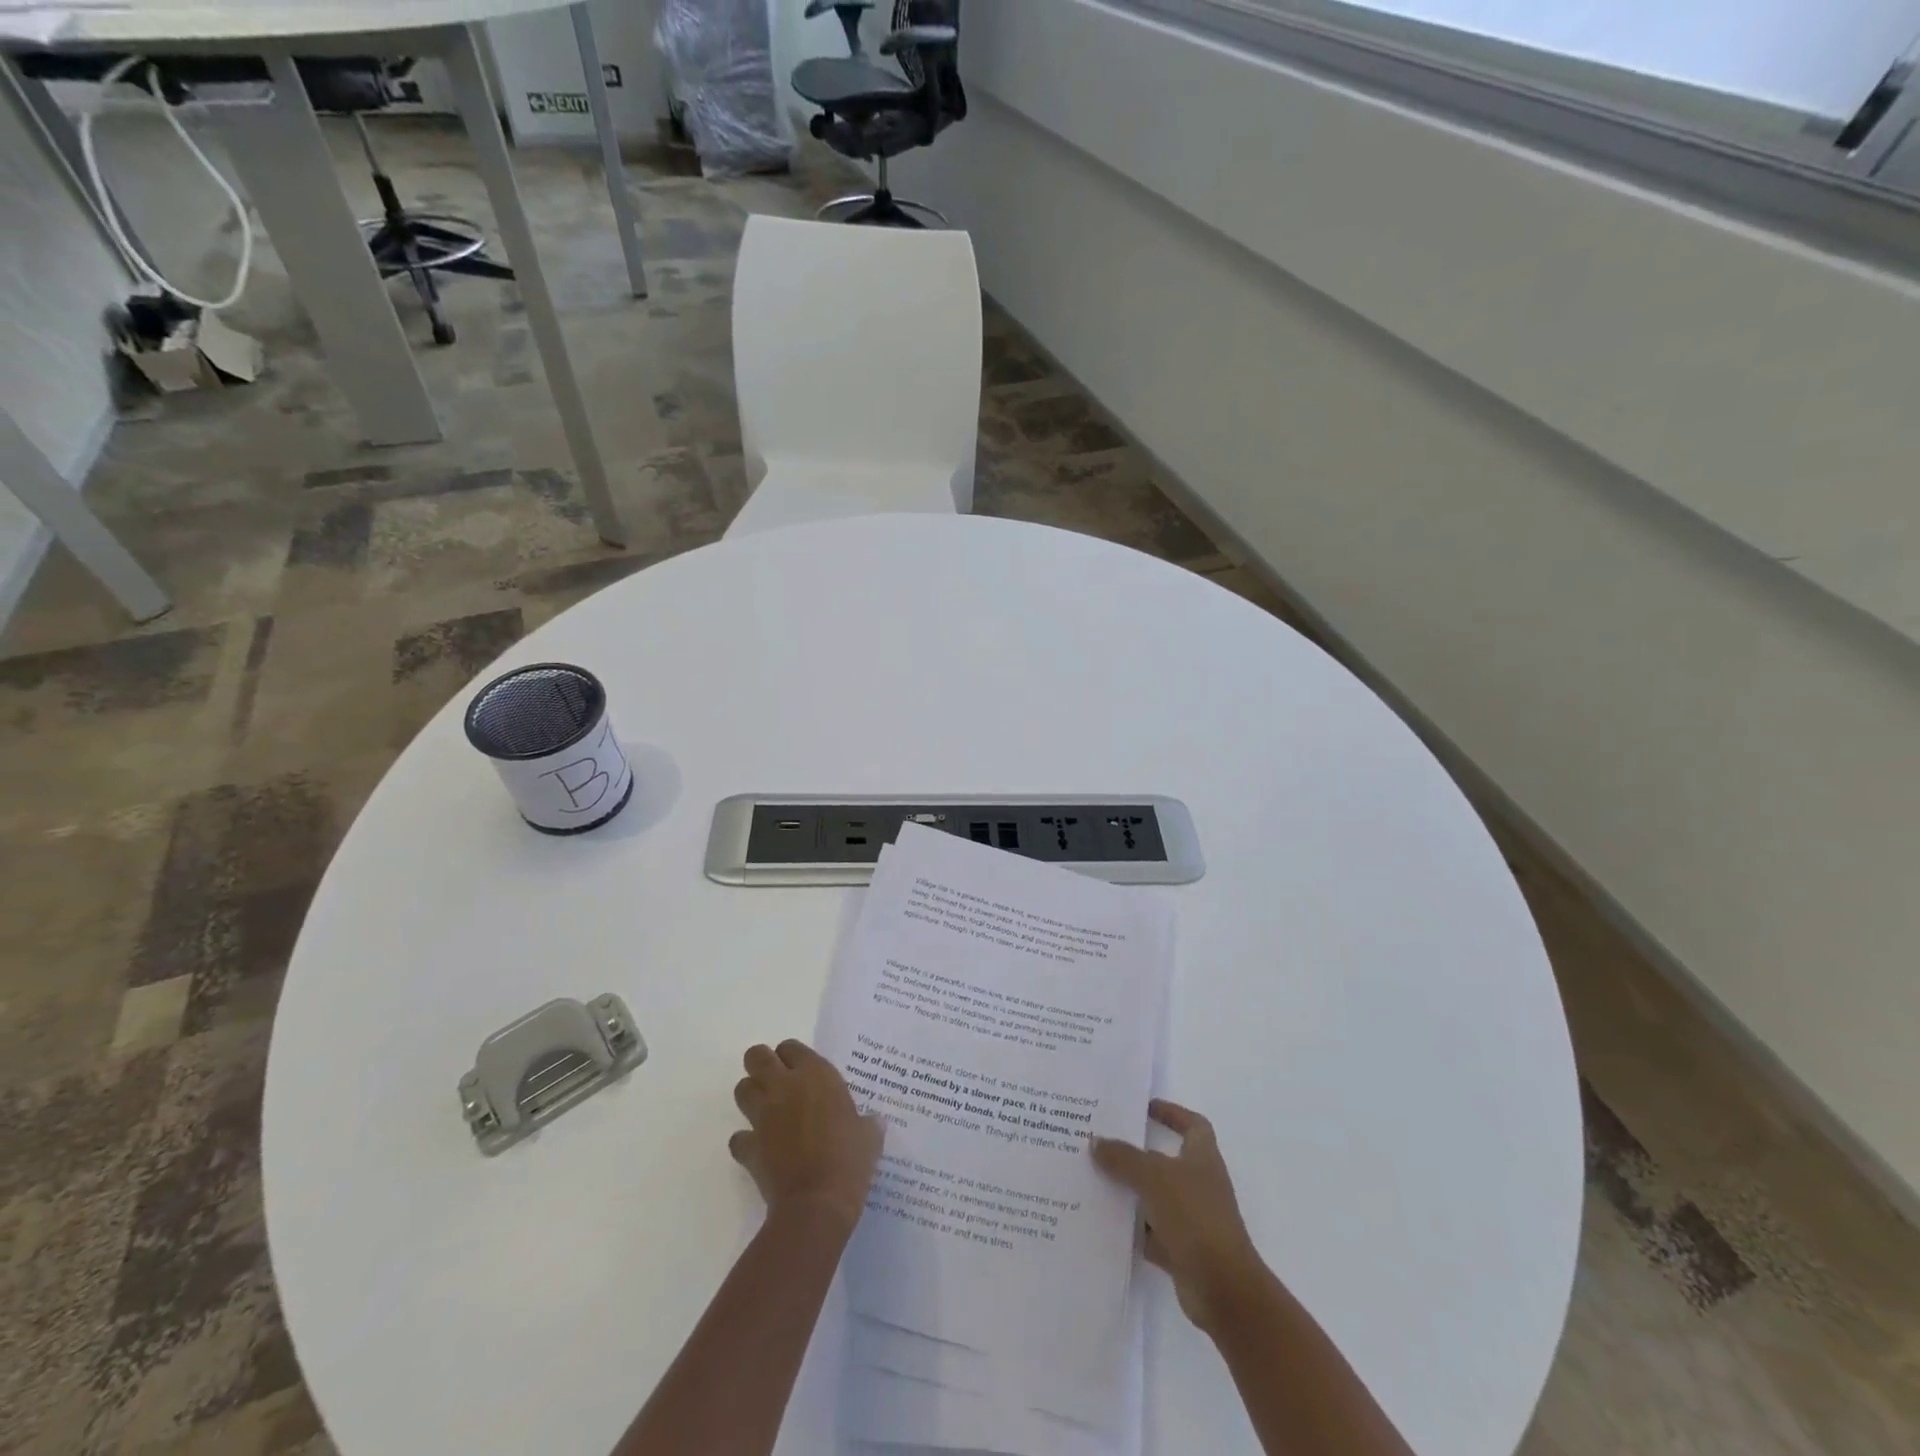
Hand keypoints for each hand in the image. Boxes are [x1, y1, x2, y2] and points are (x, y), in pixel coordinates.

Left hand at [730, 1040, 883, 1232]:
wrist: (818, 1203)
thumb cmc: (849, 1160)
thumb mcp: (869, 1136)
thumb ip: (868, 1122)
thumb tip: (874, 1121)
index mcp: (815, 1075)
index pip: (791, 1047)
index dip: (792, 1057)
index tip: (801, 1071)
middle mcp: (784, 1087)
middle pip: (756, 1057)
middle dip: (761, 1065)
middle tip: (777, 1082)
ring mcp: (762, 1116)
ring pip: (742, 1089)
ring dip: (751, 1096)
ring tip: (767, 1111)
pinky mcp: (748, 1147)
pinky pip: (738, 1137)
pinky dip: (745, 1141)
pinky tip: (760, 1149)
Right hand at [1091, 1100, 1264, 1334]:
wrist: (1223, 1288)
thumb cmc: (1194, 1217)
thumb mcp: (1154, 1177)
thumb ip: (1123, 1157)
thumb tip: (1096, 1141)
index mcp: (1203, 1159)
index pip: (1193, 1125)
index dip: (1173, 1113)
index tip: (1145, 1109)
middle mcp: (1199, 1185)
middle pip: (1166, 1161)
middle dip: (1136, 1154)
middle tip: (1103, 1144)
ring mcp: (1192, 1220)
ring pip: (1155, 1198)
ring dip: (1130, 1191)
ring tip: (1094, 1180)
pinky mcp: (1182, 1251)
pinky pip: (1150, 1232)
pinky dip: (1131, 1228)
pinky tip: (1103, 1221)